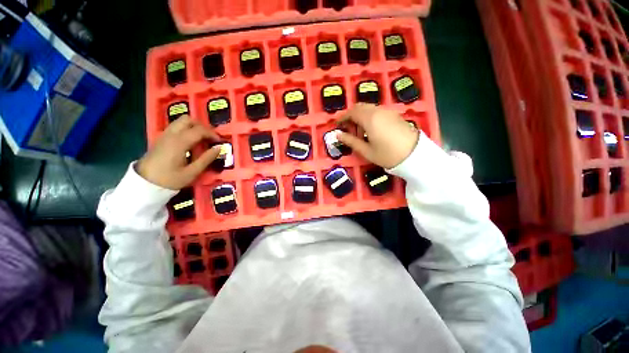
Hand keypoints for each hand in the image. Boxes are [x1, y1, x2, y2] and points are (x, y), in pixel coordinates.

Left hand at [137, 116, 221, 189]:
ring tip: (202, 139)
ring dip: (194, 127)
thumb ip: (206, 159)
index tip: (220, 142)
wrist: (144, 184)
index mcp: (179, 142)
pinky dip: (186, 130)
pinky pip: (176, 127)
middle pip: (188, 120)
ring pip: (181, 122)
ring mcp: (164, 135)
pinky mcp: (161, 139)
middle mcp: (171, 134)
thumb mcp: (191, 172)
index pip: (199, 130)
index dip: (212, 134)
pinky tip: (191, 142)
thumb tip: (219, 148)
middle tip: (210, 138)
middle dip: (202, 127)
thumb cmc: (169, 179)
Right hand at [336, 104, 418, 168]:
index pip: (352, 112)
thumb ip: (351, 141)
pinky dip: (369, 117)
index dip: (343, 118)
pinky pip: (377, 111)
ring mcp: (387, 111)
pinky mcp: (394, 115)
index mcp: (369, 119)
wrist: (415, 155)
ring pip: (368, 108)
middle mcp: (378, 111)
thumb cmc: (387, 155)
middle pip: (360, 107)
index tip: (337, 125)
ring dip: (360, 116)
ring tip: (359, 132)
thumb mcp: (366, 151)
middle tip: (347, 129)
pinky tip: (371, 130)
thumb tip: (338, 135)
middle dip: (351, 116)